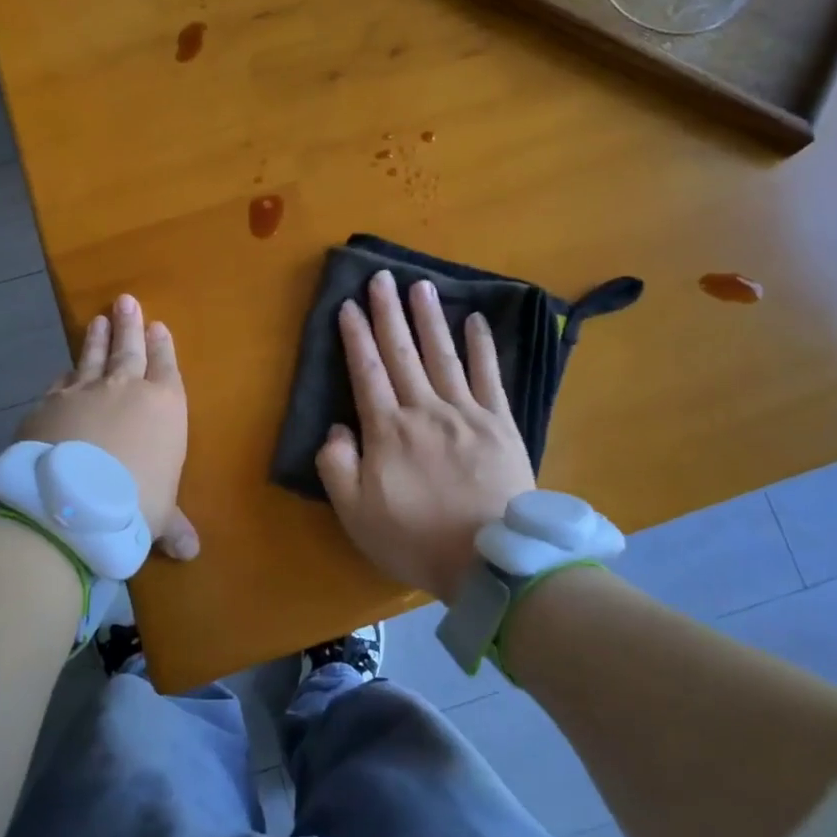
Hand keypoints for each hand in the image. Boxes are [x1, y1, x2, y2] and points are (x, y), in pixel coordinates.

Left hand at [18, 294, 197, 560]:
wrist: (72, 501)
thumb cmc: (134, 504)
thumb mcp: (158, 518)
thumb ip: (173, 526)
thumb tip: (191, 552)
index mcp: (164, 406)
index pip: (166, 367)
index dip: (163, 346)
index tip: (159, 325)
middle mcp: (126, 389)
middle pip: (129, 349)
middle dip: (130, 325)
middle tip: (126, 301)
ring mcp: (83, 392)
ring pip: (93, 356)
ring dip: (98, 338)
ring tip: (99, 318)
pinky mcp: (48, 404)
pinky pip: (61, 381)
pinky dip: (66, 373)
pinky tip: (65, 369)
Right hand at [316, 270, 535, 600]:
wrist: (490, 560)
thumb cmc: (415, 539)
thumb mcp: (355, 514)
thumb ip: (337, 466)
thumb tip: (338, 427)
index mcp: (388, 430)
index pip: (367, 372)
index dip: (356, 336)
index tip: (348, 304)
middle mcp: (424, 409)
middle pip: (401, 353)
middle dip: (388, 312)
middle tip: (381, 276)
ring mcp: (465, 412)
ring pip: (442, 355)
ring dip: (429, 318)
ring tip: (420, 285)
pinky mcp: (500, 423)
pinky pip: (489, 376)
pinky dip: (482, 346)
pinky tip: (475, 320)